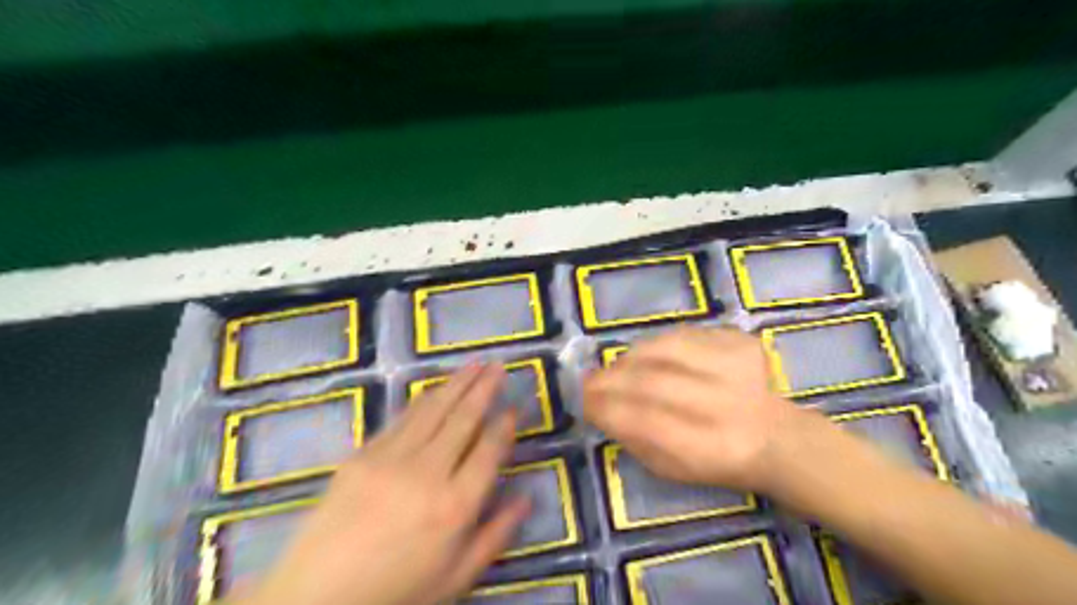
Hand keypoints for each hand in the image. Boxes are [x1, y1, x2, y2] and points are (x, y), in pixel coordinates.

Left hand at [240, 363, 534, 604]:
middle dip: (485, 388)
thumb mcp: (457, 577)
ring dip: (457, 383)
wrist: (316, 597)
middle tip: (498, 365)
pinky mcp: (364, 453)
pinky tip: (436, 389)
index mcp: (456, 505)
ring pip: (434, 409)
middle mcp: (429, 472)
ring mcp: (392, 458)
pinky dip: (424, 399)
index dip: (505, 425)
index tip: (514, 407)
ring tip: (474, 364)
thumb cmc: (396, 591)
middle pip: (464, 418)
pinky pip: (402, 418)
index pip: (490, 449)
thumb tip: (528, 499)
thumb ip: (496, 535)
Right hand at [585, 328, 812, 493]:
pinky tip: (651, 356)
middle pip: (651, 383)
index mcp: (708, 449)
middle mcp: (725, 405)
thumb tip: (598, 406)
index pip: (644, 422)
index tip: (582, 401)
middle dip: (610, 380)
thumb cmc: (715, 460)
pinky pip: (683, 334)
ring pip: (664, 349)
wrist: (775, 436)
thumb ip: (633, 438)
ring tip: (619, 368)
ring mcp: (735, 366)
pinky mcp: (739, 341)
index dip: (606, 408)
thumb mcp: (671, 468)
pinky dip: (657, 344)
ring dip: (630, 357)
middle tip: (590, 382)